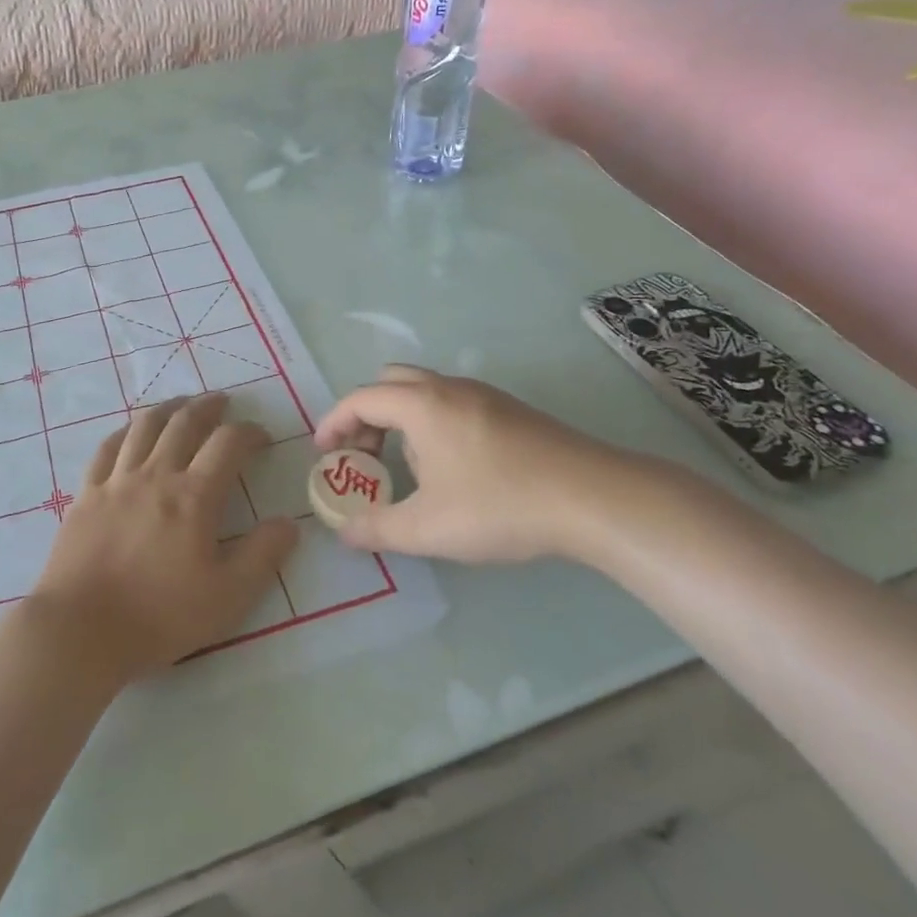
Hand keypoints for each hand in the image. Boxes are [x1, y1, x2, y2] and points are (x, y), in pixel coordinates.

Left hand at [29, 394, 299, 681]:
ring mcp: (117, 480)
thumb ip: (262, 556)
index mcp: (193, 496)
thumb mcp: (228, 597)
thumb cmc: (159, 616)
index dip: (249, 432)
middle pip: (184, 422)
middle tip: (222, 402)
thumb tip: (289, 523)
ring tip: (182, 403)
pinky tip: (131, 432)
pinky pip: (107, 447)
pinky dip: (125, 431)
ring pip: (145, 426)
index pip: (228, 443)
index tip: (261, 438)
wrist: (81, 629)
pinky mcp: (87, 493)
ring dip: (168, 408)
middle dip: (208, 407)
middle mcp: (156, 474)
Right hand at [314, 365, 694, 563]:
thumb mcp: (428, 528)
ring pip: (424, 391)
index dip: (334, 423)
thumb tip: (344, 533)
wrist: (592, 497)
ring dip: (401, 420)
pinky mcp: (510, 409)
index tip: (324, 453)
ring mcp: (483, 395)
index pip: (361, 399)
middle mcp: (448, 388)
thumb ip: (377, 529)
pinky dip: (431, 423)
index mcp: (421, 405)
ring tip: (408, 469)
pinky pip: (452, 402)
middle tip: (364, 456)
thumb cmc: (500, 506)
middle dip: (367, 415)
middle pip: (390, 383)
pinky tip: (452, 469)